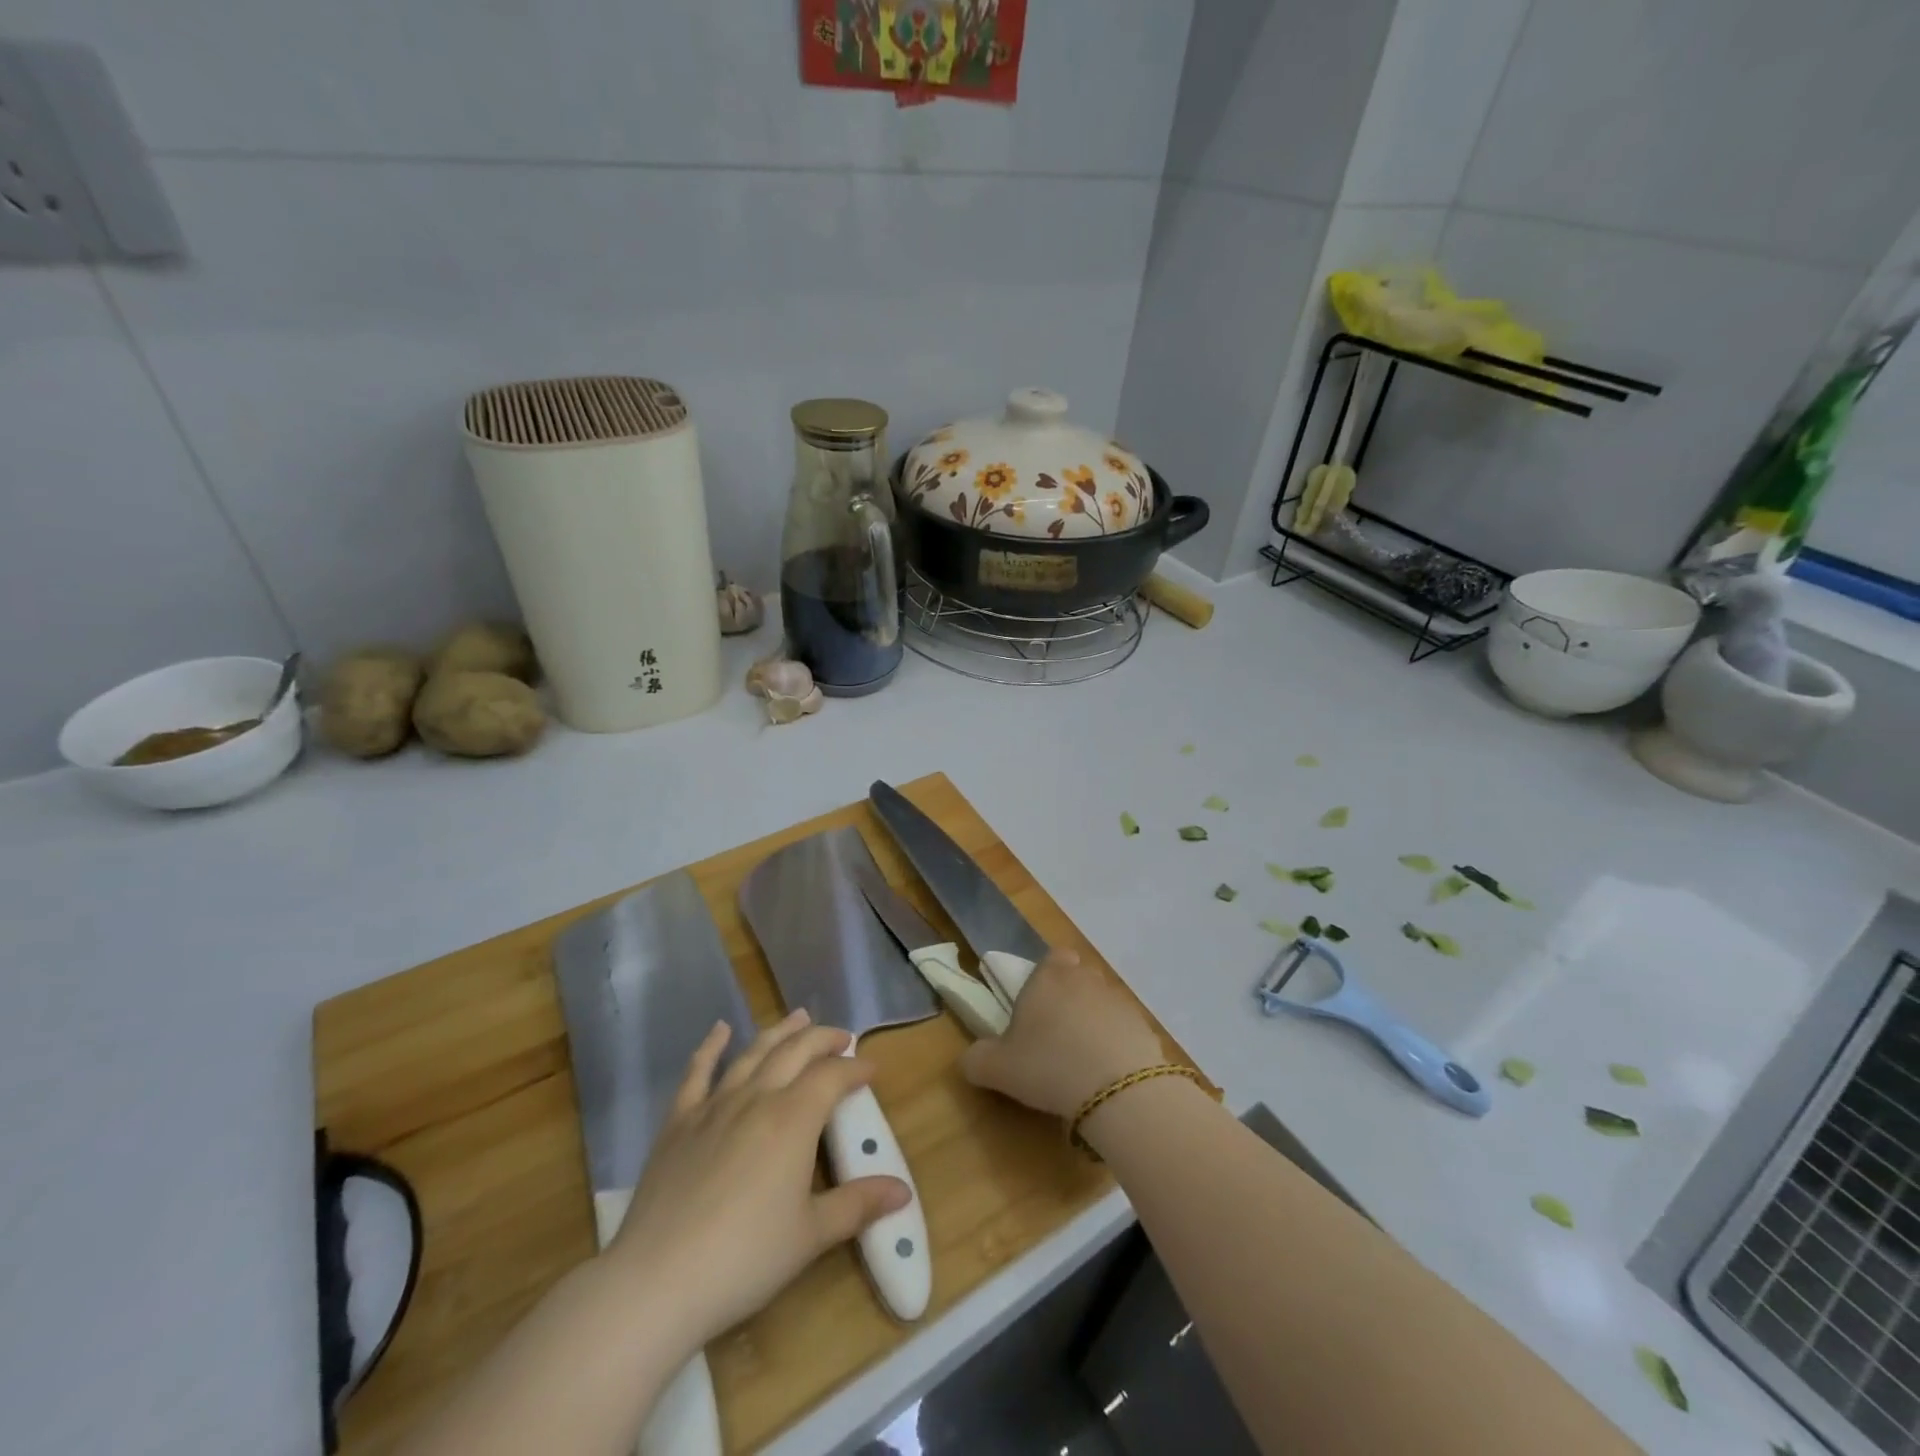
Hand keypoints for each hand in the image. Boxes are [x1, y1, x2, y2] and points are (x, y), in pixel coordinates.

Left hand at [604, 1010, 910, 1349]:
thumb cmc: (745, 1257)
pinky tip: (720, 1030)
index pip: (832, 1076)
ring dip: (780, 1031)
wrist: (658, 1279)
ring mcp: (715, 1105)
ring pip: (754, 1053)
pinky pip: (697, 1072)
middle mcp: (758, 1097)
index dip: (855, 1068)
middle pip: (796, 1051)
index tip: (871, 1068)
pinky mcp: (679, 1121)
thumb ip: (857, 1205)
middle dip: (823, 1039)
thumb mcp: (811, 1234)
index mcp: (794, 1118)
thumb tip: (903, 1192)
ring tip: (799, 1017)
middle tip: (842, 1037)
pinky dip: (711, 1046)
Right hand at [959, 949, 1166, 1116]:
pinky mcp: (1144, 1028)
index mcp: (1049, 976)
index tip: (1038, 1005)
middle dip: (1069, 1000)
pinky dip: (1116, 1047)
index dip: (1047, 976)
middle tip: (1054, 1038)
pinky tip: (1106, 1077)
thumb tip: (971, 1059)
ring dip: (1093, 1024)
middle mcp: (1086, 979)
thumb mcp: (997, 1068)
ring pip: (1102, 1004)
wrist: (1117, 1089)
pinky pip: (1124, 1031)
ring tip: (1081, 1063)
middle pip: (1078, 979)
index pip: (1053, 957)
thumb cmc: (1048, 1065)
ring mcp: (1119, 1001)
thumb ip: (977, 1059)